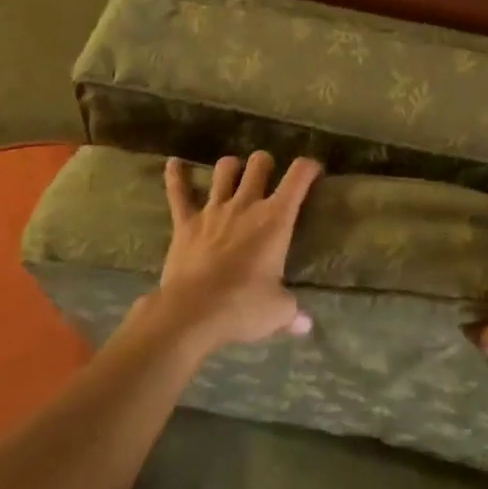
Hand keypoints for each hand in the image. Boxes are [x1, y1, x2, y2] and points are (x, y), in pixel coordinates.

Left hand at [150, 150, 321, 352]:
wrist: (192, 312)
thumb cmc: (243, 307)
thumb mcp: (277, 311)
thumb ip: (292, 312)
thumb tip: (306, 325)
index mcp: (276, 219)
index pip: (298, 177)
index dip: (308, 167)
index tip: (313, 170)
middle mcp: (246, 204)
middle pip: (259, 163)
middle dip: (266, 164)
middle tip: (269, 176)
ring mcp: (214, 210)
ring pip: (224, 170)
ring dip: (231, 168)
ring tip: (234, 173)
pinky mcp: (186, 222)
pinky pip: (178, 192)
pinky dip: (176, 176)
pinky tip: (174, 163)